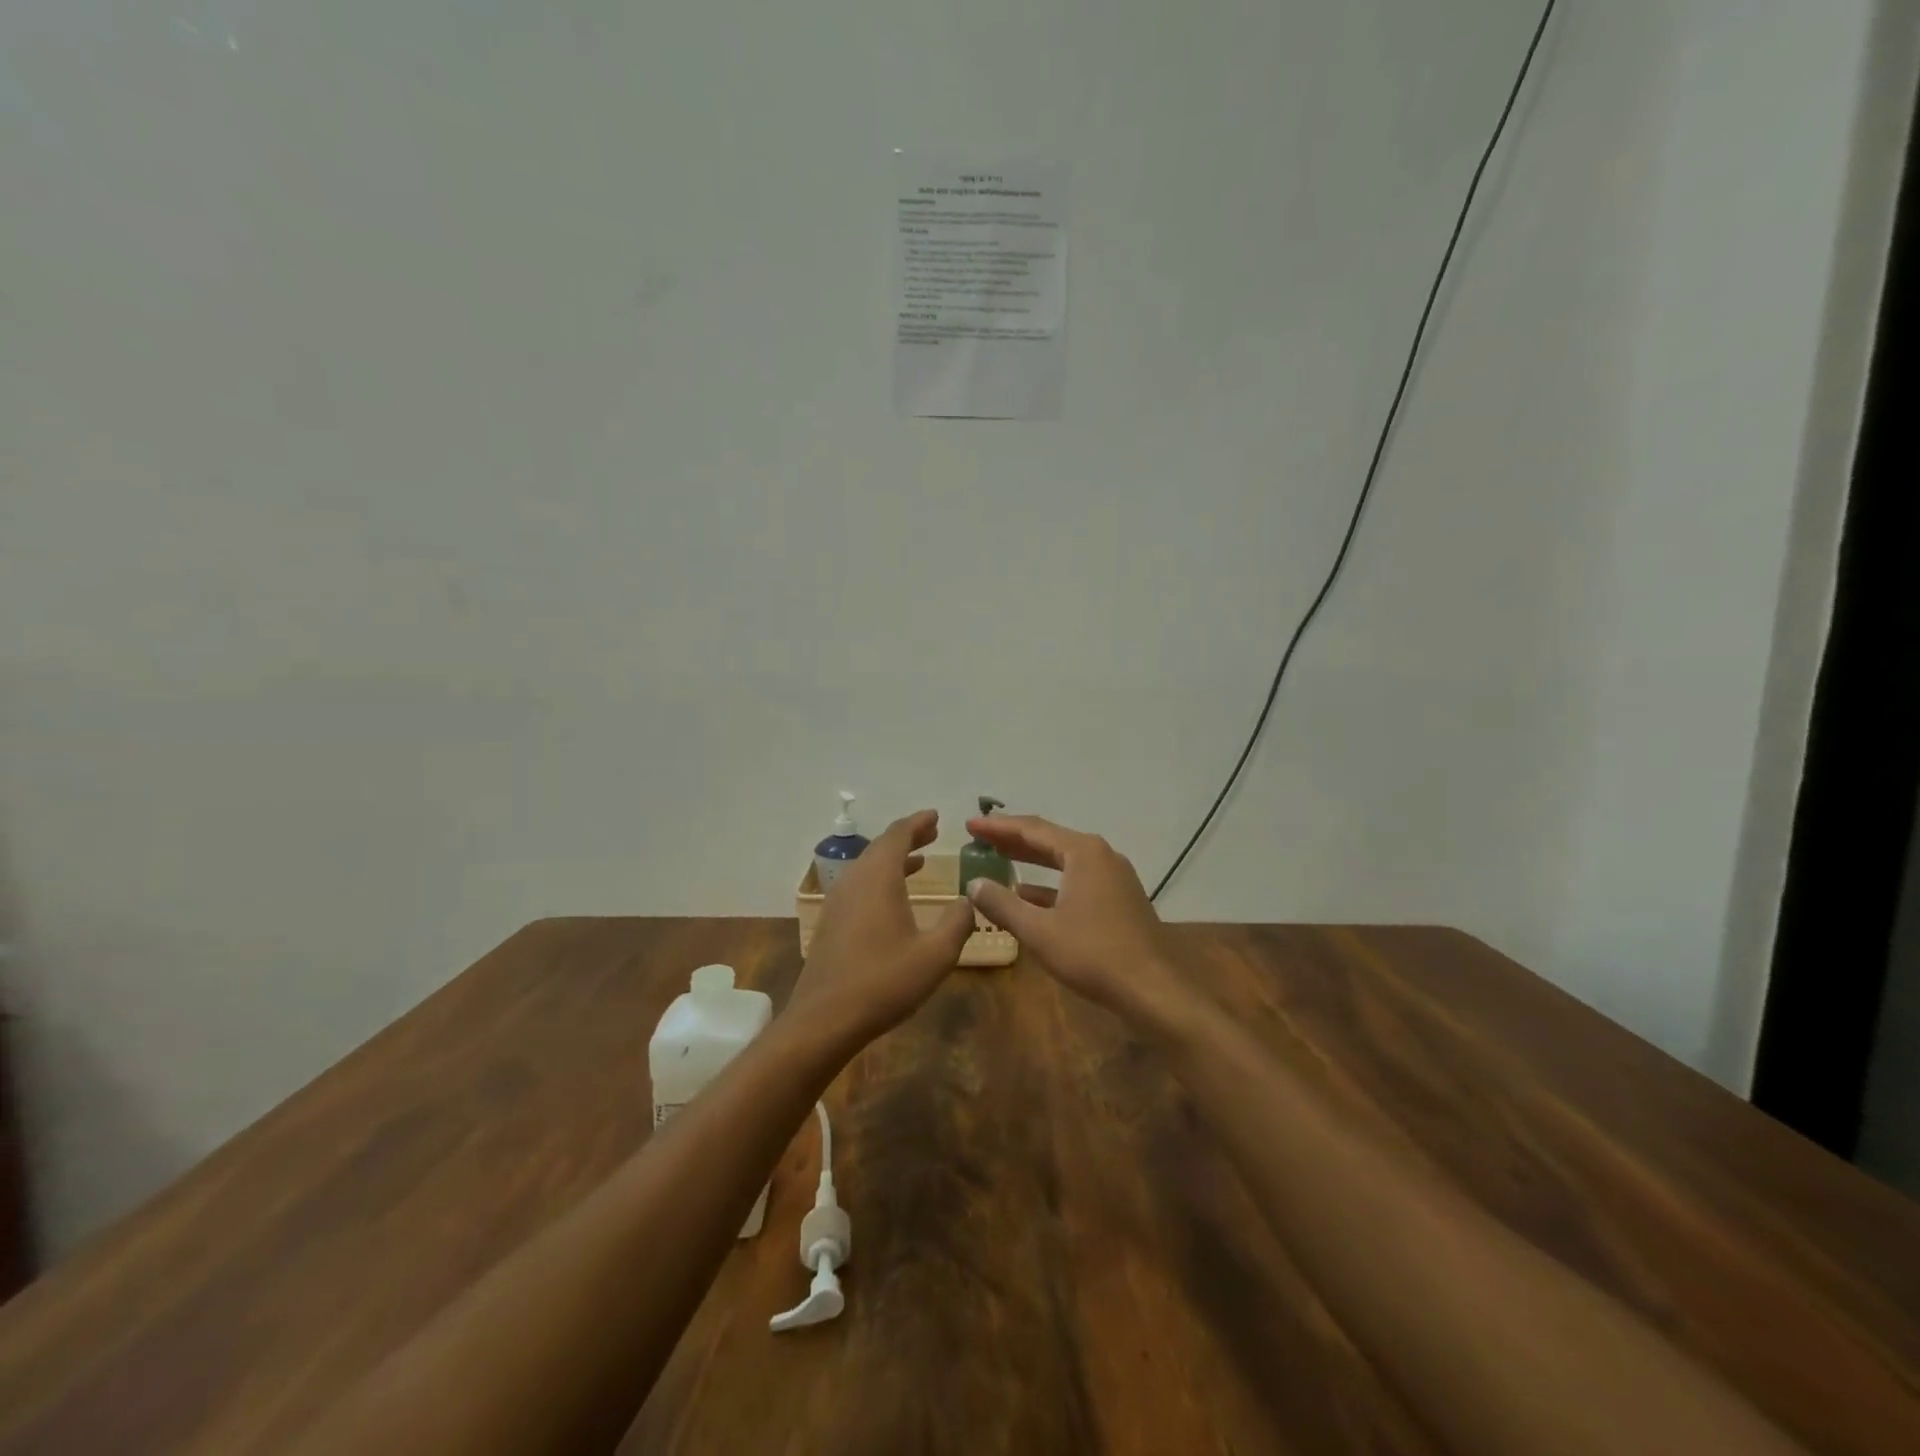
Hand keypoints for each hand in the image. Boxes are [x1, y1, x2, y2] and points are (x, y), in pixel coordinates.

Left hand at [785, 809, 974, 1048]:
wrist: (824, 1019)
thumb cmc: (884, 983)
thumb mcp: (935, 955)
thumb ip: (958, 923)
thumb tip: (969, 900)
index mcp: (878, 878)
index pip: (898, 834)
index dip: (918, 822)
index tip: (936, 816)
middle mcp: (855, 881)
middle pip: (881, 847)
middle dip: (908, 837)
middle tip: (932, 833)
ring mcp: (838, 902)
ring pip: (868, 867)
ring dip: (894, 859)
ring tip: (920, 859)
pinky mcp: (832, 922)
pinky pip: (860, 885)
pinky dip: (881, 878)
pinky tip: (895, 898)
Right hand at [963, 815, 1193, 1032]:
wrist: (1153, 989)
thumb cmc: (1093, 954)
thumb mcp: (1039, 931)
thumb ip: (1002, 904)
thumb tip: (974, 884)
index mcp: (1083, 853)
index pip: (1032, 829)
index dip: (998, 827)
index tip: (970, 825)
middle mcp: (1101, 855)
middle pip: (1049, 840)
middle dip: (1013, 840)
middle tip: (980, 838)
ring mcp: (1114, 877)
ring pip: (1064, 860)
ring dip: (1031, 861)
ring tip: (999, 859)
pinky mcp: (1119, 898)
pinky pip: (1076, 879)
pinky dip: (1050, 884)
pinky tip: (1028, 895)